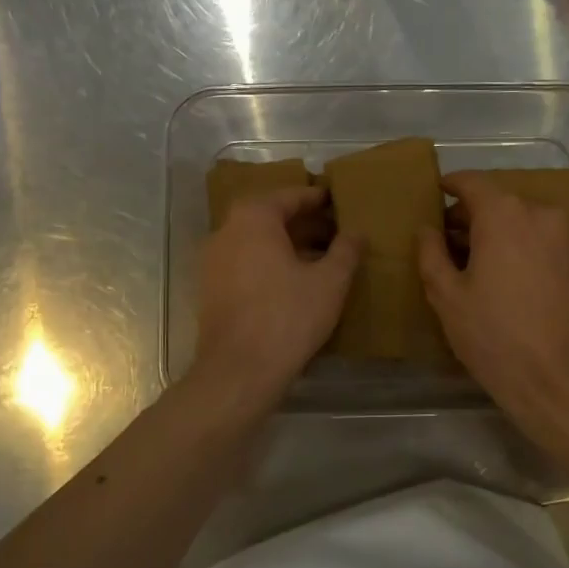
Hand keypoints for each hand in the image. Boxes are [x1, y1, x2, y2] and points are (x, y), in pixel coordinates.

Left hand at [195, 187, 359, 408]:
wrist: (239, 371)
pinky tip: (295, 282)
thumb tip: (357, 231)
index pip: (290, 196)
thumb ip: (346, 250)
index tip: (338, 201)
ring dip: (287, 244)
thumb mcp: (330, 282)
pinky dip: (270, 263)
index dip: (318, 198)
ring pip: (256, 241)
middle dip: (304, 222)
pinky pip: (245, 263)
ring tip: (320, 257)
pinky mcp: (211, 288)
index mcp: (254, 218)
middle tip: (335, 231)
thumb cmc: (288, 317)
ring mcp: (213, 261)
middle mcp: (226, 231)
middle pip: (270, 217)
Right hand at [416, 171, 568, 431]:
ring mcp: (561, 235)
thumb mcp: (447, 296)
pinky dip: (512, 243)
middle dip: (467, 215)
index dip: (448, 186)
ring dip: (490, 231)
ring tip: (465, 262)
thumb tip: (427, 229)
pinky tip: (494, 274)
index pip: (470, 182)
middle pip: (495, 200)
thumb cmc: (494, 335)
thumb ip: (431, 253)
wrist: (558, 378)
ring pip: (516, 219)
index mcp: (503, 213)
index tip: (432, 194)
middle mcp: (536, 213)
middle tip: (441, 240)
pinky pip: (534, 236)